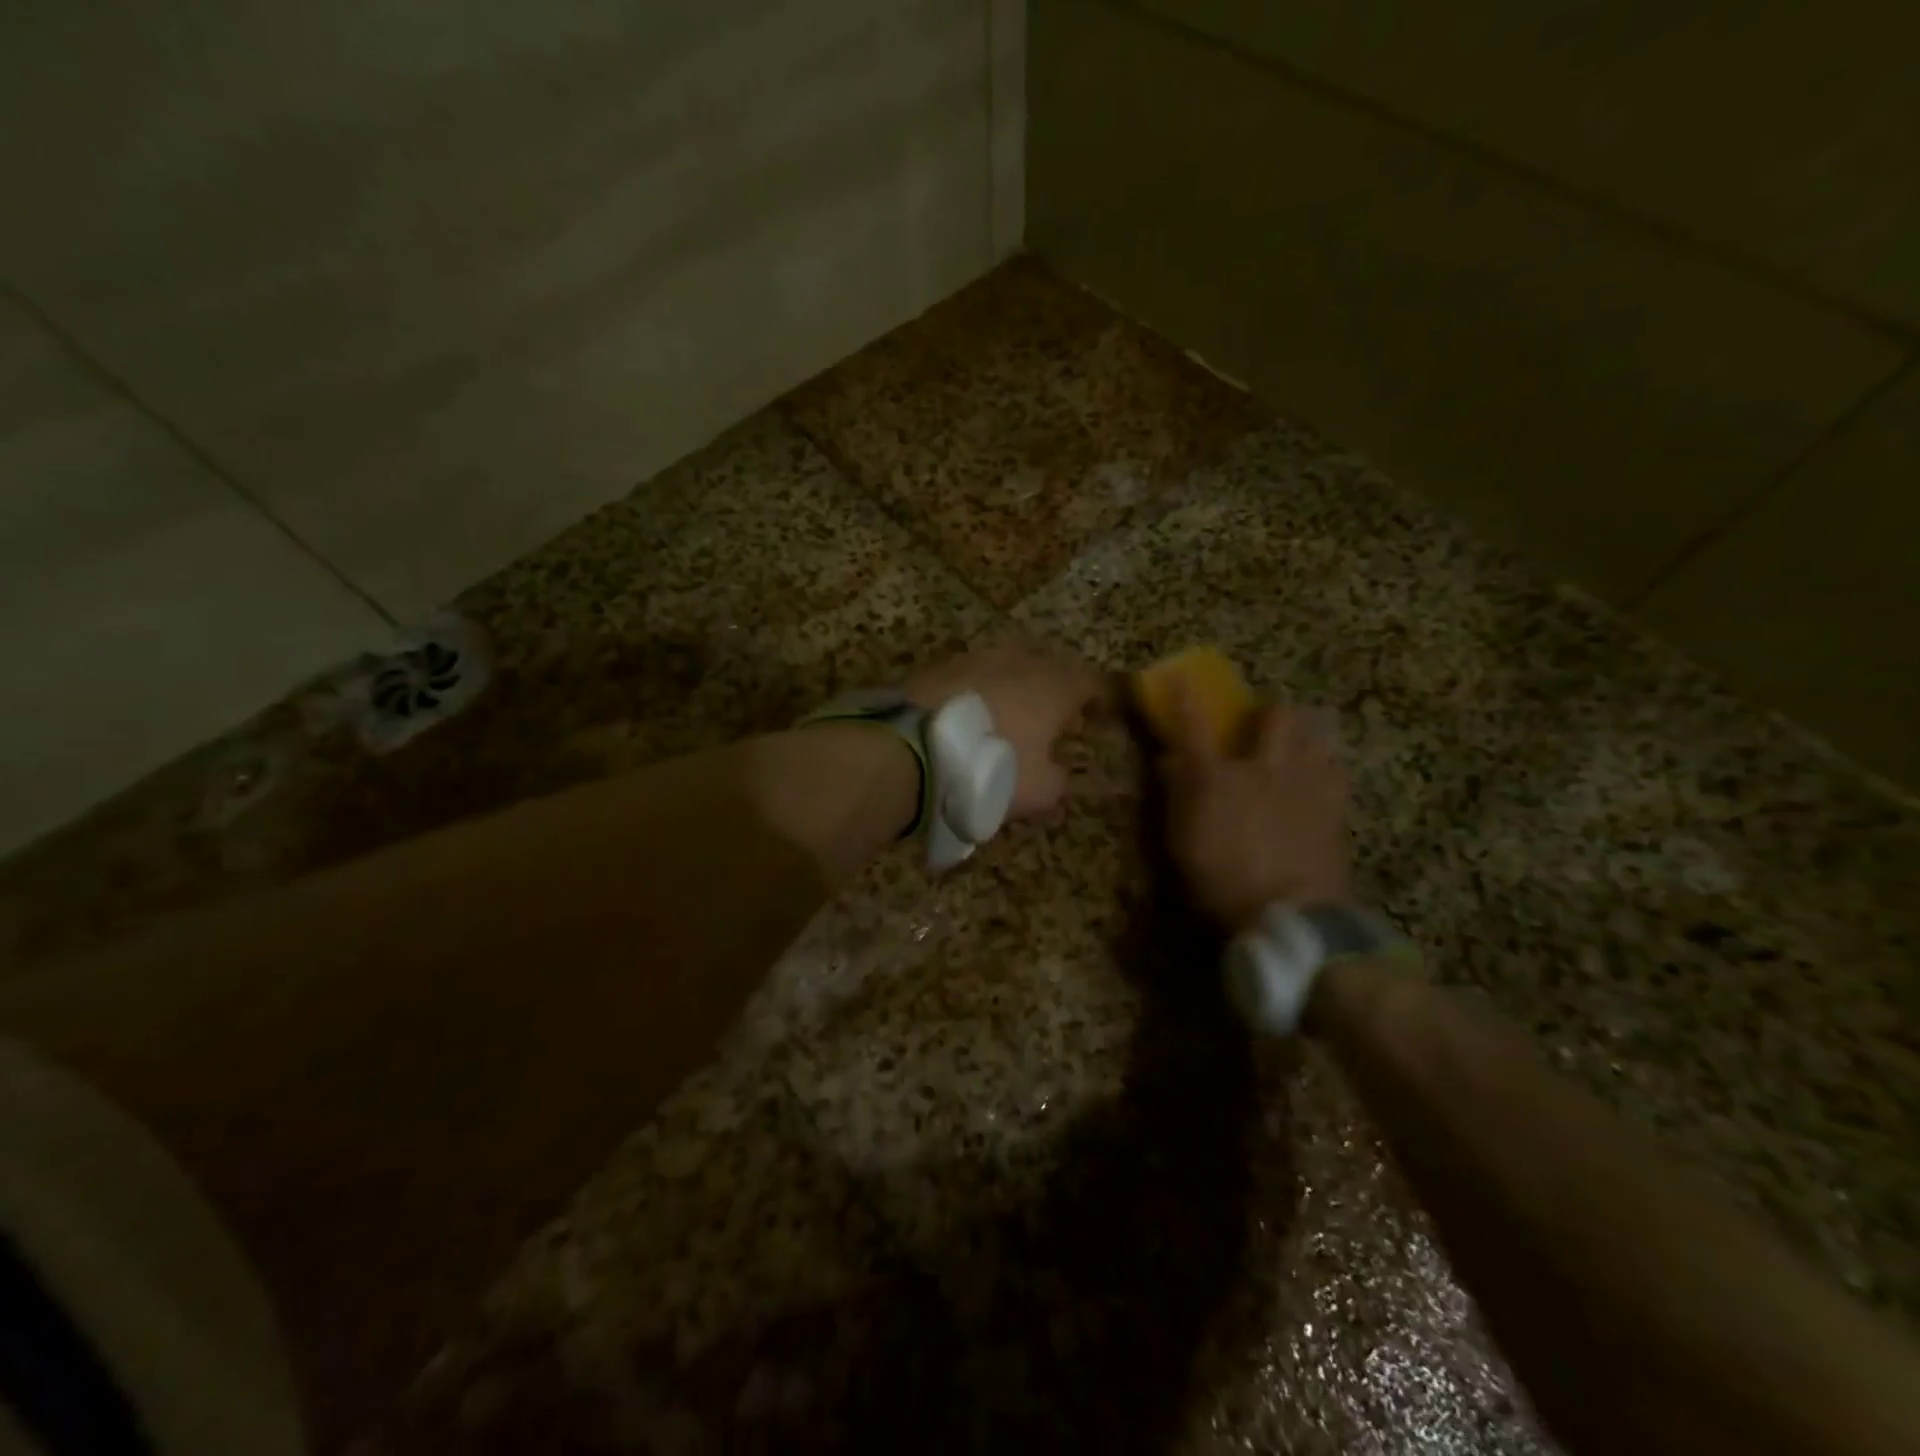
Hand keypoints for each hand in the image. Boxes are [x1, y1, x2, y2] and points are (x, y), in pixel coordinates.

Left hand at [906, 642, 1103, 819]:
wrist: (912, 749)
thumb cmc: (990, 768)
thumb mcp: (1038, 790)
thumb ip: (1058, 780)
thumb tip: (1058, 774)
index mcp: (1052, 686)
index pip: (1089, 681)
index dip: (1096, 698)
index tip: (1095, 716)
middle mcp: (1017, 661)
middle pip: (1046, 664)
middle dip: (1052, 685)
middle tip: (1050, 714)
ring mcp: (974, 658)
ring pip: (1004, 664)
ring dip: (1011, 684)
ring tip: (1006, 713)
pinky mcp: (936, 667)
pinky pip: (969, 675)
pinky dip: (975, 690)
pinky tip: (967, 713)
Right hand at [1162, 683, 1350, 929]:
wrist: (1289, 914)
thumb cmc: (1221, 881)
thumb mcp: (1181, 842)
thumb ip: (1176, 796)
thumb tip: (1169, 761)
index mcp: (1217, 777)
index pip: (1194, 725)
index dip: (1185, 697)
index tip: (1179, 676)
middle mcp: (1263, 768)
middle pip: (1276, 716)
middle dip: (1267, 712)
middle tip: (1260, 725)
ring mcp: (1305, 784)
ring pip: (1314, 735)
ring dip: (1302, 735)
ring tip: (1294, 749)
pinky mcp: (1335, 807)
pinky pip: (1336, 769)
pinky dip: (1325, 766)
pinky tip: (1319, 779)